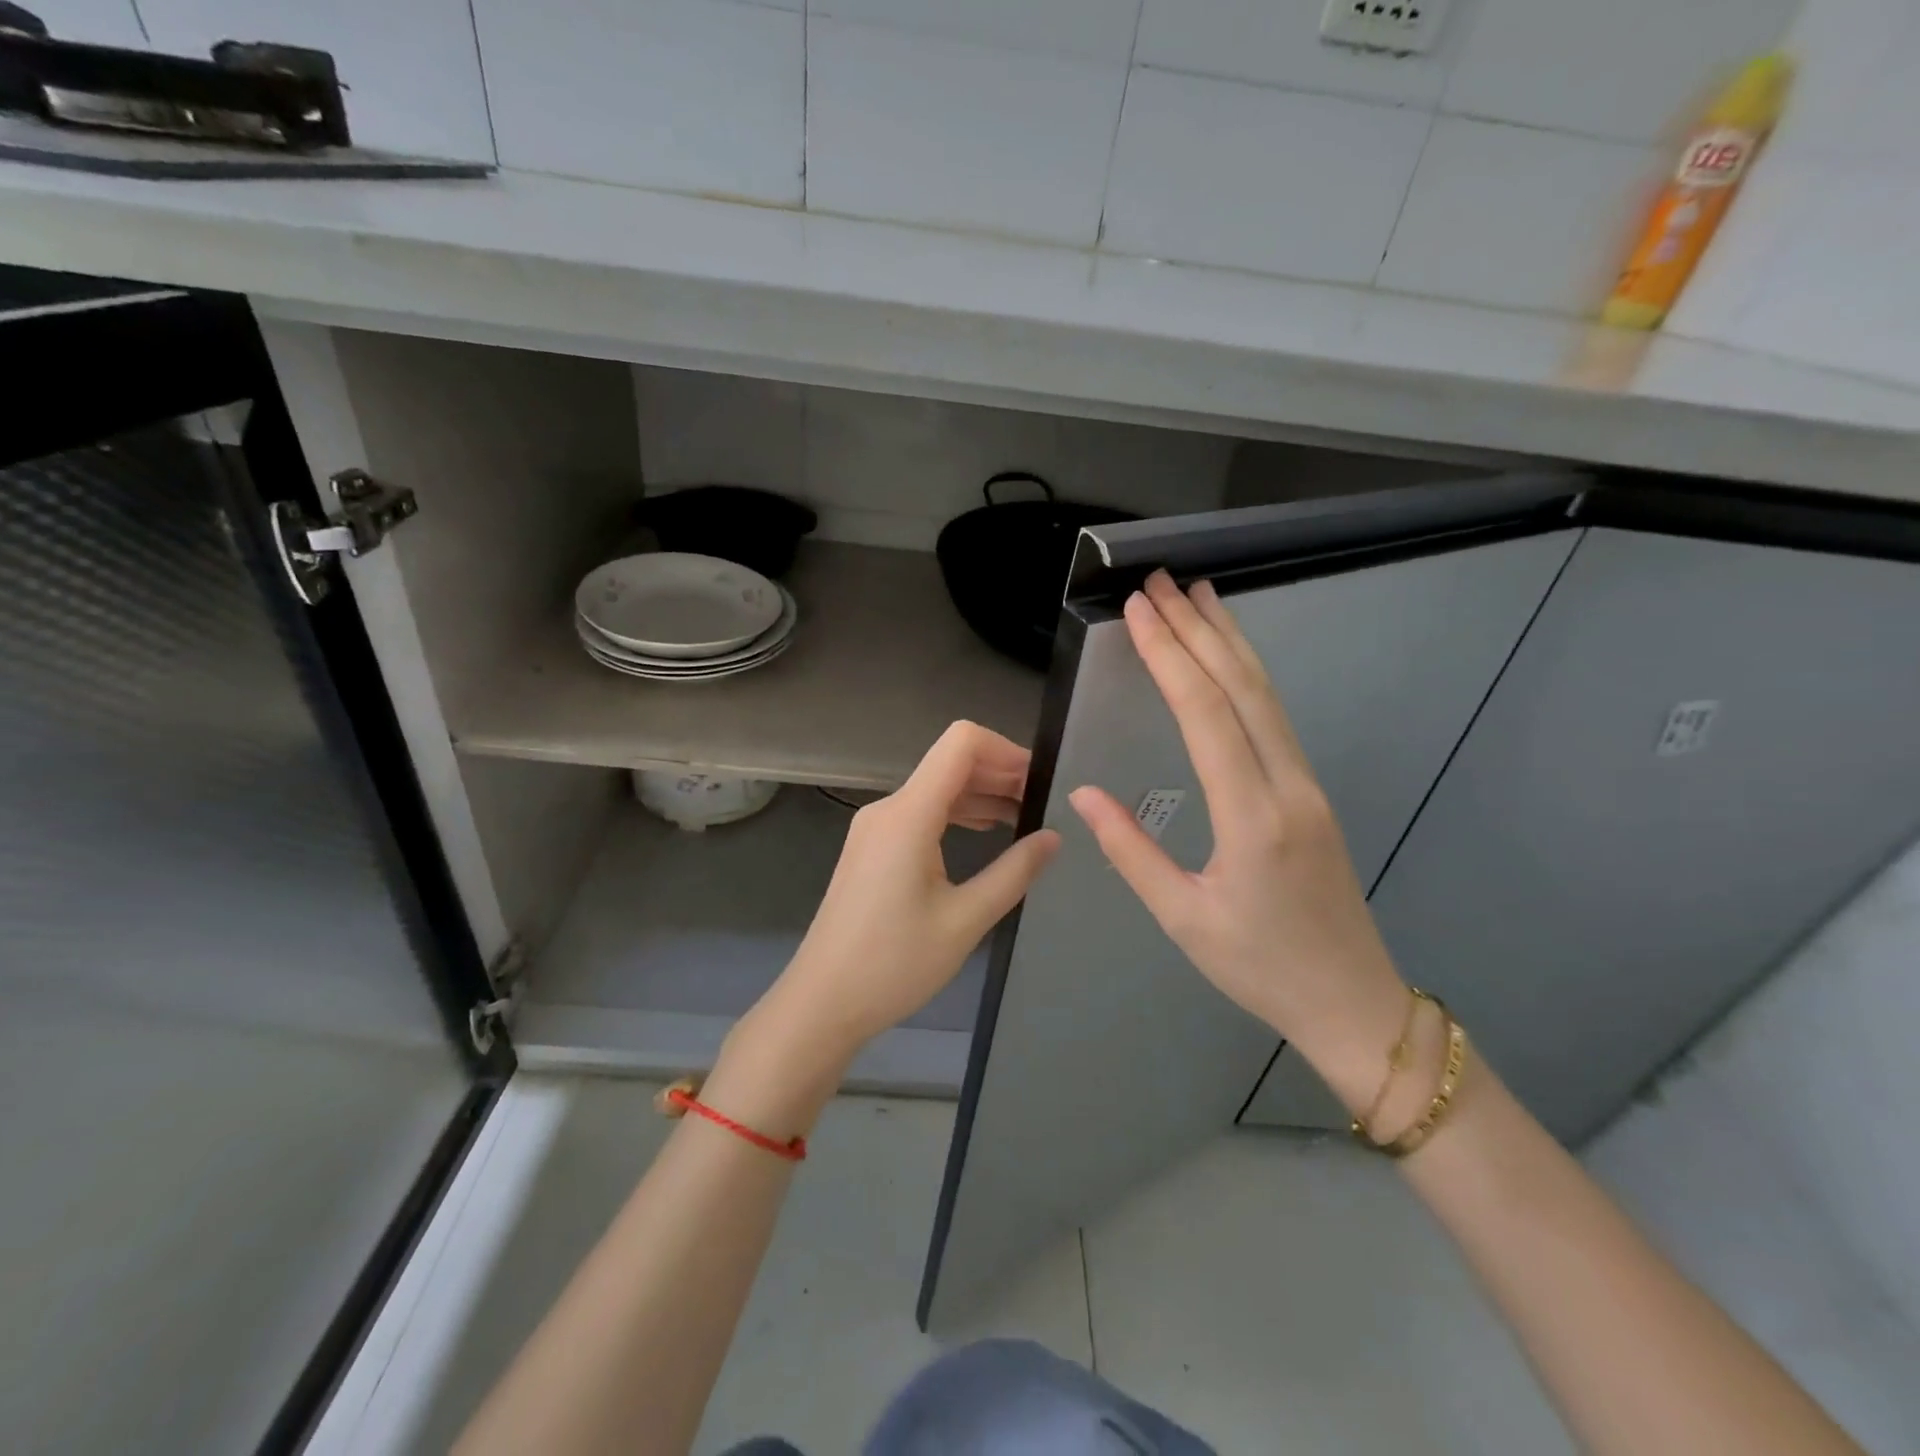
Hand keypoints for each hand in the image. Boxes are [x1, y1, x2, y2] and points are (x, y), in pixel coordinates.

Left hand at [760, 721, 1061, 1069]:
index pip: (961, 744)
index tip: (1040, 781)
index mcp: (909, 815)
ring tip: (1024, 818)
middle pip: (951, 763)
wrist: (823, 1001)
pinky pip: (921, 813)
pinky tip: (987, 834)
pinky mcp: (872, 848)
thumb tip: (1053, 837)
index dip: (1006, 750)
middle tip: (1043, 804)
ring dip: (981, 794)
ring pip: (937, 788)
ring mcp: (875, 827)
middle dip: (1000, 773)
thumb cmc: (894, 964)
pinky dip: (958, 814)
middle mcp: (888, 809)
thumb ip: (1014, 872)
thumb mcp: (965, 921)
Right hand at [1067, 571, 1410, 1113]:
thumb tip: (1083, 792)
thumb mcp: (1182, 917)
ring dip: (1230, 641)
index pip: (1205, 713)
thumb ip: (1131, 850)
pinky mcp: (1311, 792)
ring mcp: (1307, 784)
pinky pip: (1275, 716)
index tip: (1141, 610)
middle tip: (1163, 581)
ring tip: (1200, 595)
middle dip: (1199, 629)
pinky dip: (1247, 674)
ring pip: (1266, 695)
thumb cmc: (1259, 967)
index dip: (1170, 655)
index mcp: (1251, 816)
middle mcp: (1287, 785)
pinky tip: (1230, 658)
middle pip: (1242, 687)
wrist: (1353, 1001)